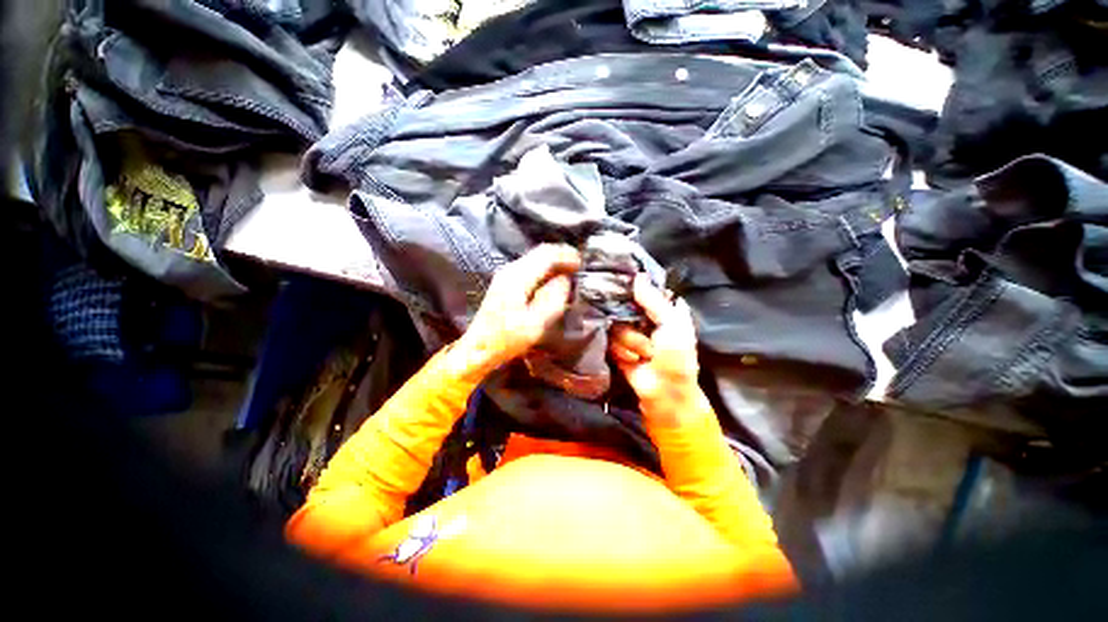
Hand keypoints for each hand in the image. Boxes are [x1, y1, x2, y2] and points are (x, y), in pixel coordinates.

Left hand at [455, 244, 580, 374]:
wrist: (479, 347)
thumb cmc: (507, 338)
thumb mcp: (535, 323)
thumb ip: (553, 298)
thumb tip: (564, 280)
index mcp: (517, 277)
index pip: (546, 255)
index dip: (566, 256)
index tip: (582, 264)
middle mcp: (510, 269)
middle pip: (540, 252)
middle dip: (561, 256)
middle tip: (579, 266)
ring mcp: (506, 274)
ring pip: (535, 259)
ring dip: (554, 262)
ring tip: (570, 272)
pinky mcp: (505, 282)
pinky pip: (530, 267)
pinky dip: (545, 269)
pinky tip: (553, 280)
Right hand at [610, 275, 702, 424]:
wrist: (664, 391)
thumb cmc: (676, 356)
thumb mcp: (672, 323)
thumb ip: (654, 300)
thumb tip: (637, 276)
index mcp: (659, 308)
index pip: (641, 289)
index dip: (632, 286)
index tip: (622, 283)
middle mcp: (641, 317)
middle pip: (622, 305)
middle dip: (631, 321)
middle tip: (644, 332)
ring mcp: (626, 332)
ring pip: (616, 325)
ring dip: (631, 342)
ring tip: (645, 355)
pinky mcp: (615, 346)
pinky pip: (610, 341)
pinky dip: (623, 352)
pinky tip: (634, 361)